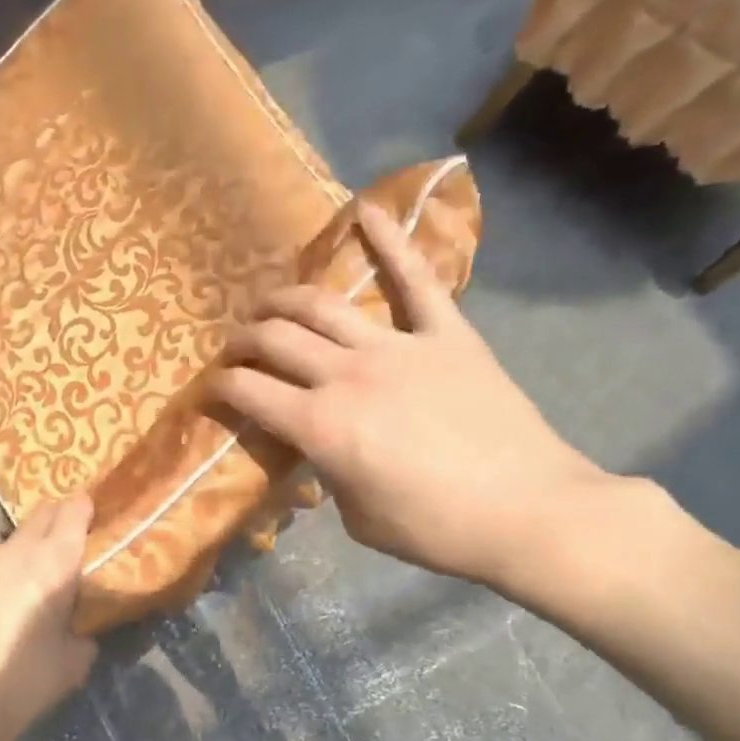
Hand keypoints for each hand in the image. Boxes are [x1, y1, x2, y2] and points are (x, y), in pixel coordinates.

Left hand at [0, 496, 96, 740]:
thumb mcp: (74, 663)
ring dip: (5, 563)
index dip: (82, 510)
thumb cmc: (22, 685)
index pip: (74, 511)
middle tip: (52, 554)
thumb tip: (77, 624)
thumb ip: (82, 630)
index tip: (86, 516)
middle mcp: (12, 549)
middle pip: (39, 517)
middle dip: (50, 527)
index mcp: (53, 563)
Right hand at [212, 203, 608, 589]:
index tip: (211, 389)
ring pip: (323, 305)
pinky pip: (416, 280)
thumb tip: (319, 445)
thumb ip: (326, 470)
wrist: (528, 512)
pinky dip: (392, 242)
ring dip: (285, 299)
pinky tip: (367, 211)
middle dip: (243, 341)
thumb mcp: (356, 516)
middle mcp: (347, 375)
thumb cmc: (435, 529)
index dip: (218, 387)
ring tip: (270, 302)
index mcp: (320, 427)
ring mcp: (398, 347)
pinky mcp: (447, 334)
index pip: (247, 391)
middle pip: (276, 338)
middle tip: (237, 349)